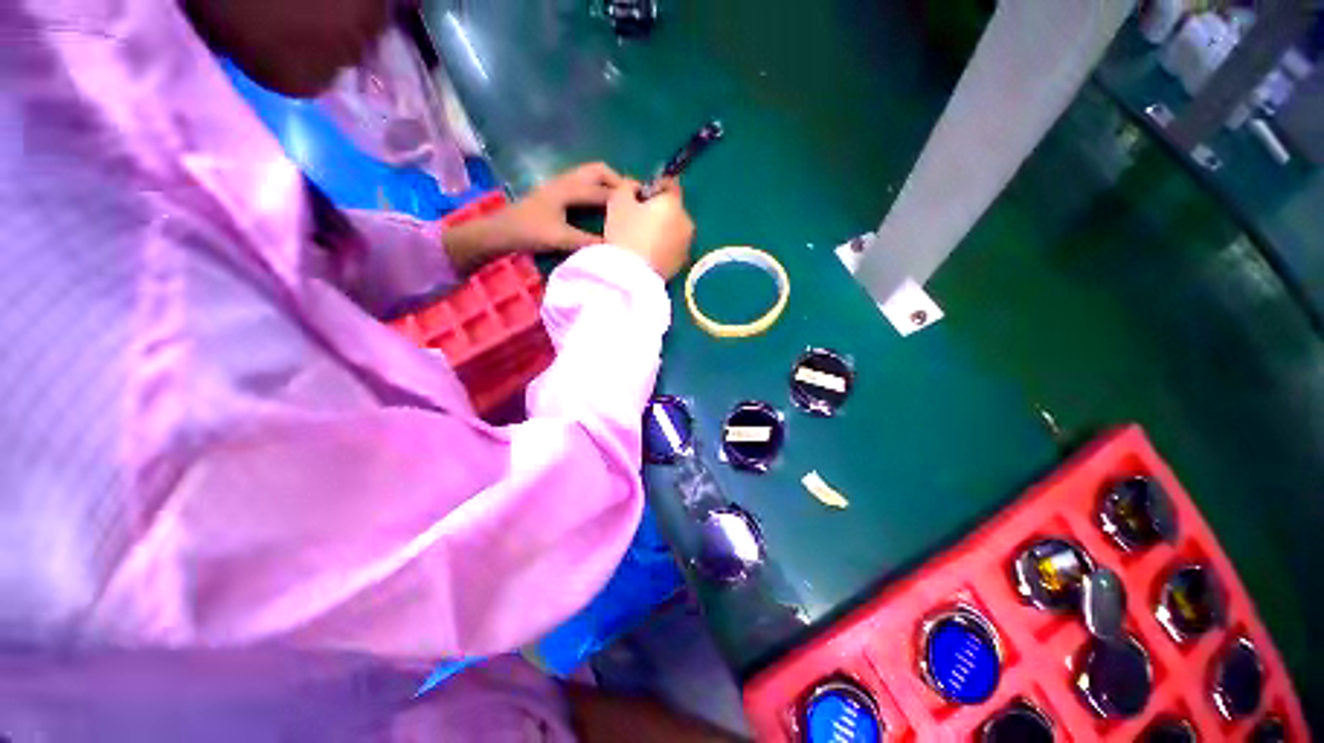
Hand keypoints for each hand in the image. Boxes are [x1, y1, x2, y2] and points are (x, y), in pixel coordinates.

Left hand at [445, 162, 622, 271]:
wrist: (499, 231)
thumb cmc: (529, 232)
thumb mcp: (560, 239)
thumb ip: (588, 242)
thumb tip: (614, 246)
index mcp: (569, 189)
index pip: (603, 189)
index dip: (623, 195)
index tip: (643, 201)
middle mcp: (565, 181)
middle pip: (598, 170)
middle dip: (617, 180)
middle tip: (632, 198)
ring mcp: (558, 184)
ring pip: (589, 174)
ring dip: (606, 183)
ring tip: (619, 201)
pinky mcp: (554, 192)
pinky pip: (582, 183)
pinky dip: (596, 188)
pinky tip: (599, 205)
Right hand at [604, 179, 694, 279]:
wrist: (632, 276)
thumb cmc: (625, 233)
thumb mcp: (618, 201)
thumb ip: (628, 187)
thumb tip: (635, 189)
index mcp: (674, 203)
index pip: (669, 185)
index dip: (653, 188)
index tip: (638, 197)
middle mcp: (686, 222)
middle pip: (672, 210)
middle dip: (658, 212)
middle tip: (636, 221)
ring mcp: (686, 246)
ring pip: (673, 231)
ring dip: (661, 232)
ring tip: (640, 241)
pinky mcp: (681, 265)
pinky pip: (671, 250)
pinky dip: (662, 249)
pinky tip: (646, 255)